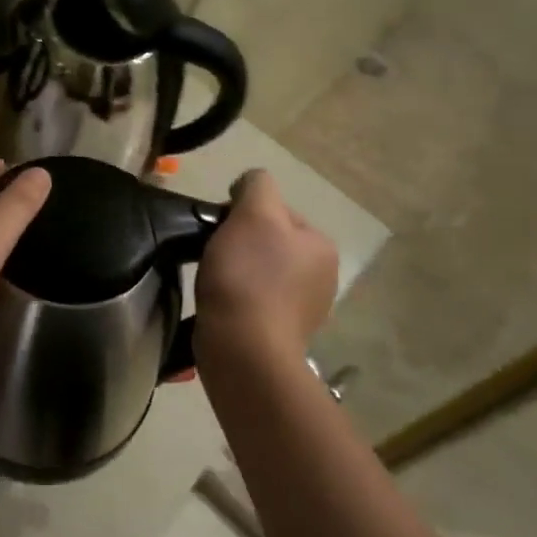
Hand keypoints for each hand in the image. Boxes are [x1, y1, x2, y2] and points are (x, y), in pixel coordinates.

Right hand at [195, 169, 337, 368]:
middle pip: (269, 240)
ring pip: (261, 269)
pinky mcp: (283, 334)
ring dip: (238, 269)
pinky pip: (256, 299)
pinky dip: (238, 296)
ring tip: (215, 280)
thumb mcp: (254, 214)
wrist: (243, 351)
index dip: (242, 213)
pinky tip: (223, 302)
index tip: (219, 229)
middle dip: (240, 242)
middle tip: (213, 253)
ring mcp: (305, 308)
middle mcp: (322, 275)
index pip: (276, 209)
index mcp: (320, 245)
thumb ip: (256, 185)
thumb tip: (249, 186)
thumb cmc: (248, 276)